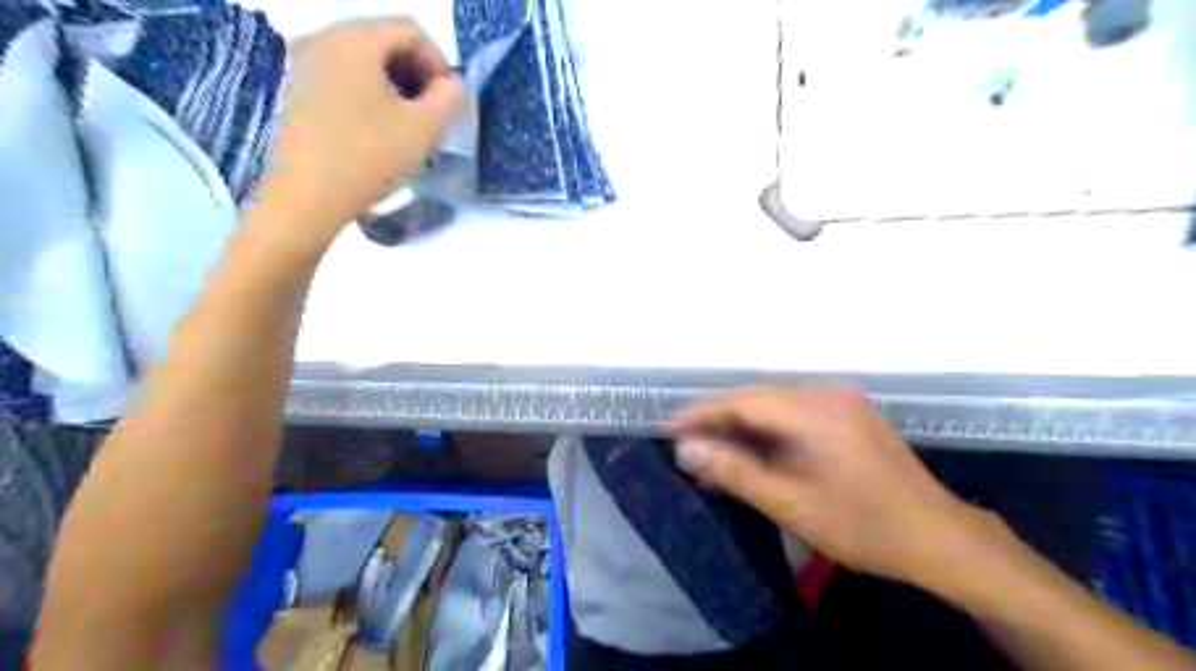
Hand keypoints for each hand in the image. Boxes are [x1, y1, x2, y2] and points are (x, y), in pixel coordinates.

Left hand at [254, 20, 463, 244]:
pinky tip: (377, 129)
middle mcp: (324, 36)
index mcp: (356, 37)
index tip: (449, 104)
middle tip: (432, 116)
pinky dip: (368, 94)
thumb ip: (450, 98)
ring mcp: (303, 61)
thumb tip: (451, 86)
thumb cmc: (369, 157)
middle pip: (386, 41)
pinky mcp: (295, 88)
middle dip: (417, 75)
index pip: (412, 31)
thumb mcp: (424, 128)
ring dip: (395, 86)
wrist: (306, 196)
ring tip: (408, 126)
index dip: (440, 64)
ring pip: (364, 60)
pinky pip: (343, 76)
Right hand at [670, 389, 1002, 587]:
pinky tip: (753, 448)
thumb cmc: (862, 526)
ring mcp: (842, 401)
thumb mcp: (790, 505)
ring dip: (742, 423)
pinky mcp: (850, 414)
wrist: (939, 539)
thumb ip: (734, 472)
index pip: (743, 400)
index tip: (668, 426)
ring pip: (775, 404)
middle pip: (758, 397)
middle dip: (718, 417)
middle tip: (684, 440)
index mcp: (814, 412)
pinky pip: (796, 412)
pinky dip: (768, 428)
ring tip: (712, 446)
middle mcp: (827, 394)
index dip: (701, 412)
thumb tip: (686, 449)